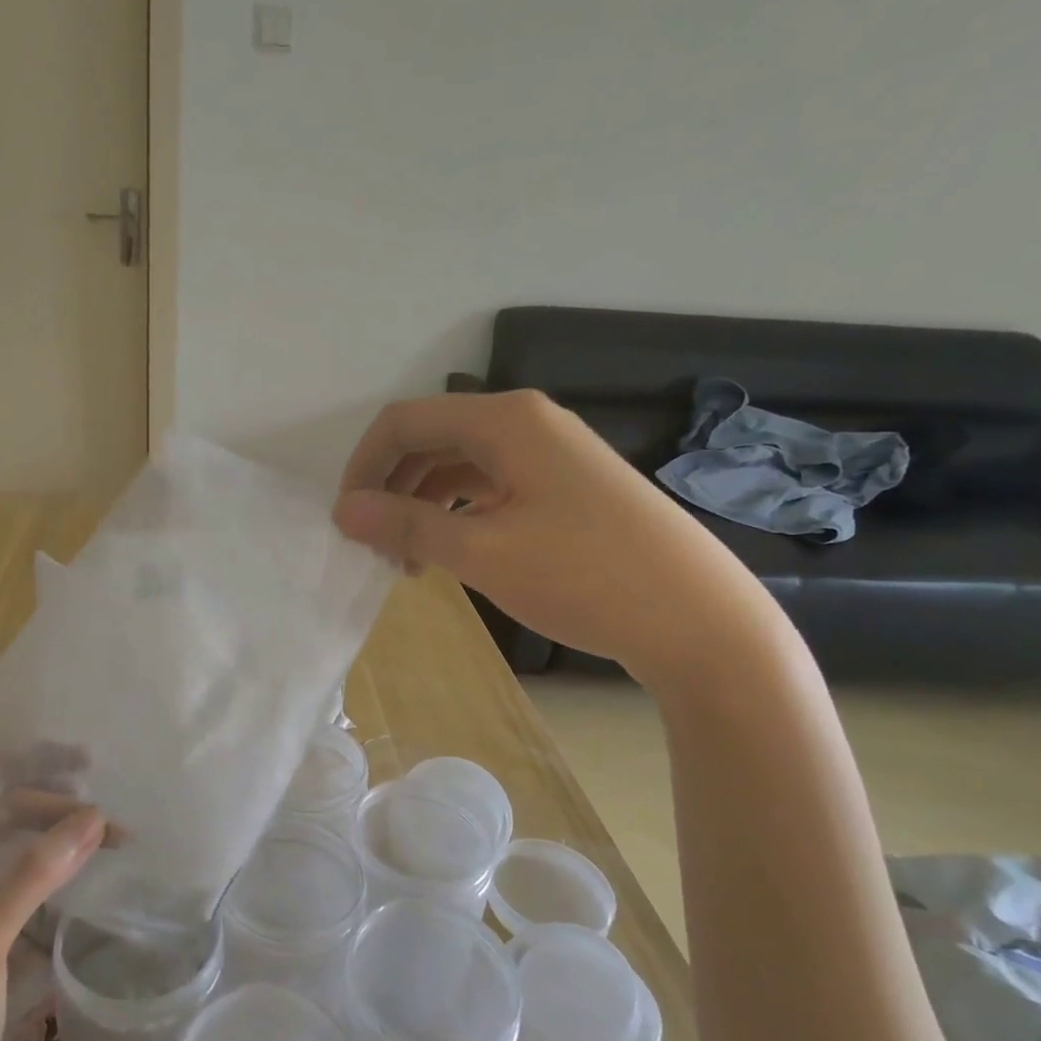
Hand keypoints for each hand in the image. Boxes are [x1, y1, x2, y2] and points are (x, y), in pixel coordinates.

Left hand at [0, 798, 106, 1040]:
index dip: (58, 808)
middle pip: (15, 824)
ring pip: (24, 854)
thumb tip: (92, 817)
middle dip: (64, 814)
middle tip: (119, 822)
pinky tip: (89, 878)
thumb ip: (29, 879)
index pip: (6, 810)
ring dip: (66, 842)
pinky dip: (61, 876)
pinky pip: (28, 888)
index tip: (110, 822)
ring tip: (114, 841)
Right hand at [334, 391, 778, 685]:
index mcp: (505, 420)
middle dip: (392, 488)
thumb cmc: (584, 576)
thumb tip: (343, 510)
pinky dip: (460, 512)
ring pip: (461, 464)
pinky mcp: (568, 486)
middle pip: (432, 439)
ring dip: (423, 504)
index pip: (404, 421)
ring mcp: (552, 453)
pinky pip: (493, 485)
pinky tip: (454, 550)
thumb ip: (406, 525)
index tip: (347, 521)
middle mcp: (528, 422)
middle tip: (377, 549)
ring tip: (410, 561)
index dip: (363, 466)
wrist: (697, 620)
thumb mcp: (482, 552)